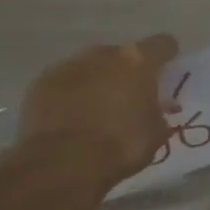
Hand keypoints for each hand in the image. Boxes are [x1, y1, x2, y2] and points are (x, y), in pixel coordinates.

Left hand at [16, 34, 180, 184]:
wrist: (62, 164)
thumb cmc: (121, 146)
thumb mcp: (157, 131)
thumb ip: (158, 110)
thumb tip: (154, 106)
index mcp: (137, 62)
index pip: (162, 44)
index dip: (168, 55)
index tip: (169, 69)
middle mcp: (101, 55)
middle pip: (122, 54)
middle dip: (128, 71)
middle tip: (131, 96)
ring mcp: (67, 66)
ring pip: (91, 67)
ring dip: (98, 80)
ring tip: (99, 107)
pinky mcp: (40, 84)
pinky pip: (65, 82)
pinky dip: (72, 93)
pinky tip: (73, 116)